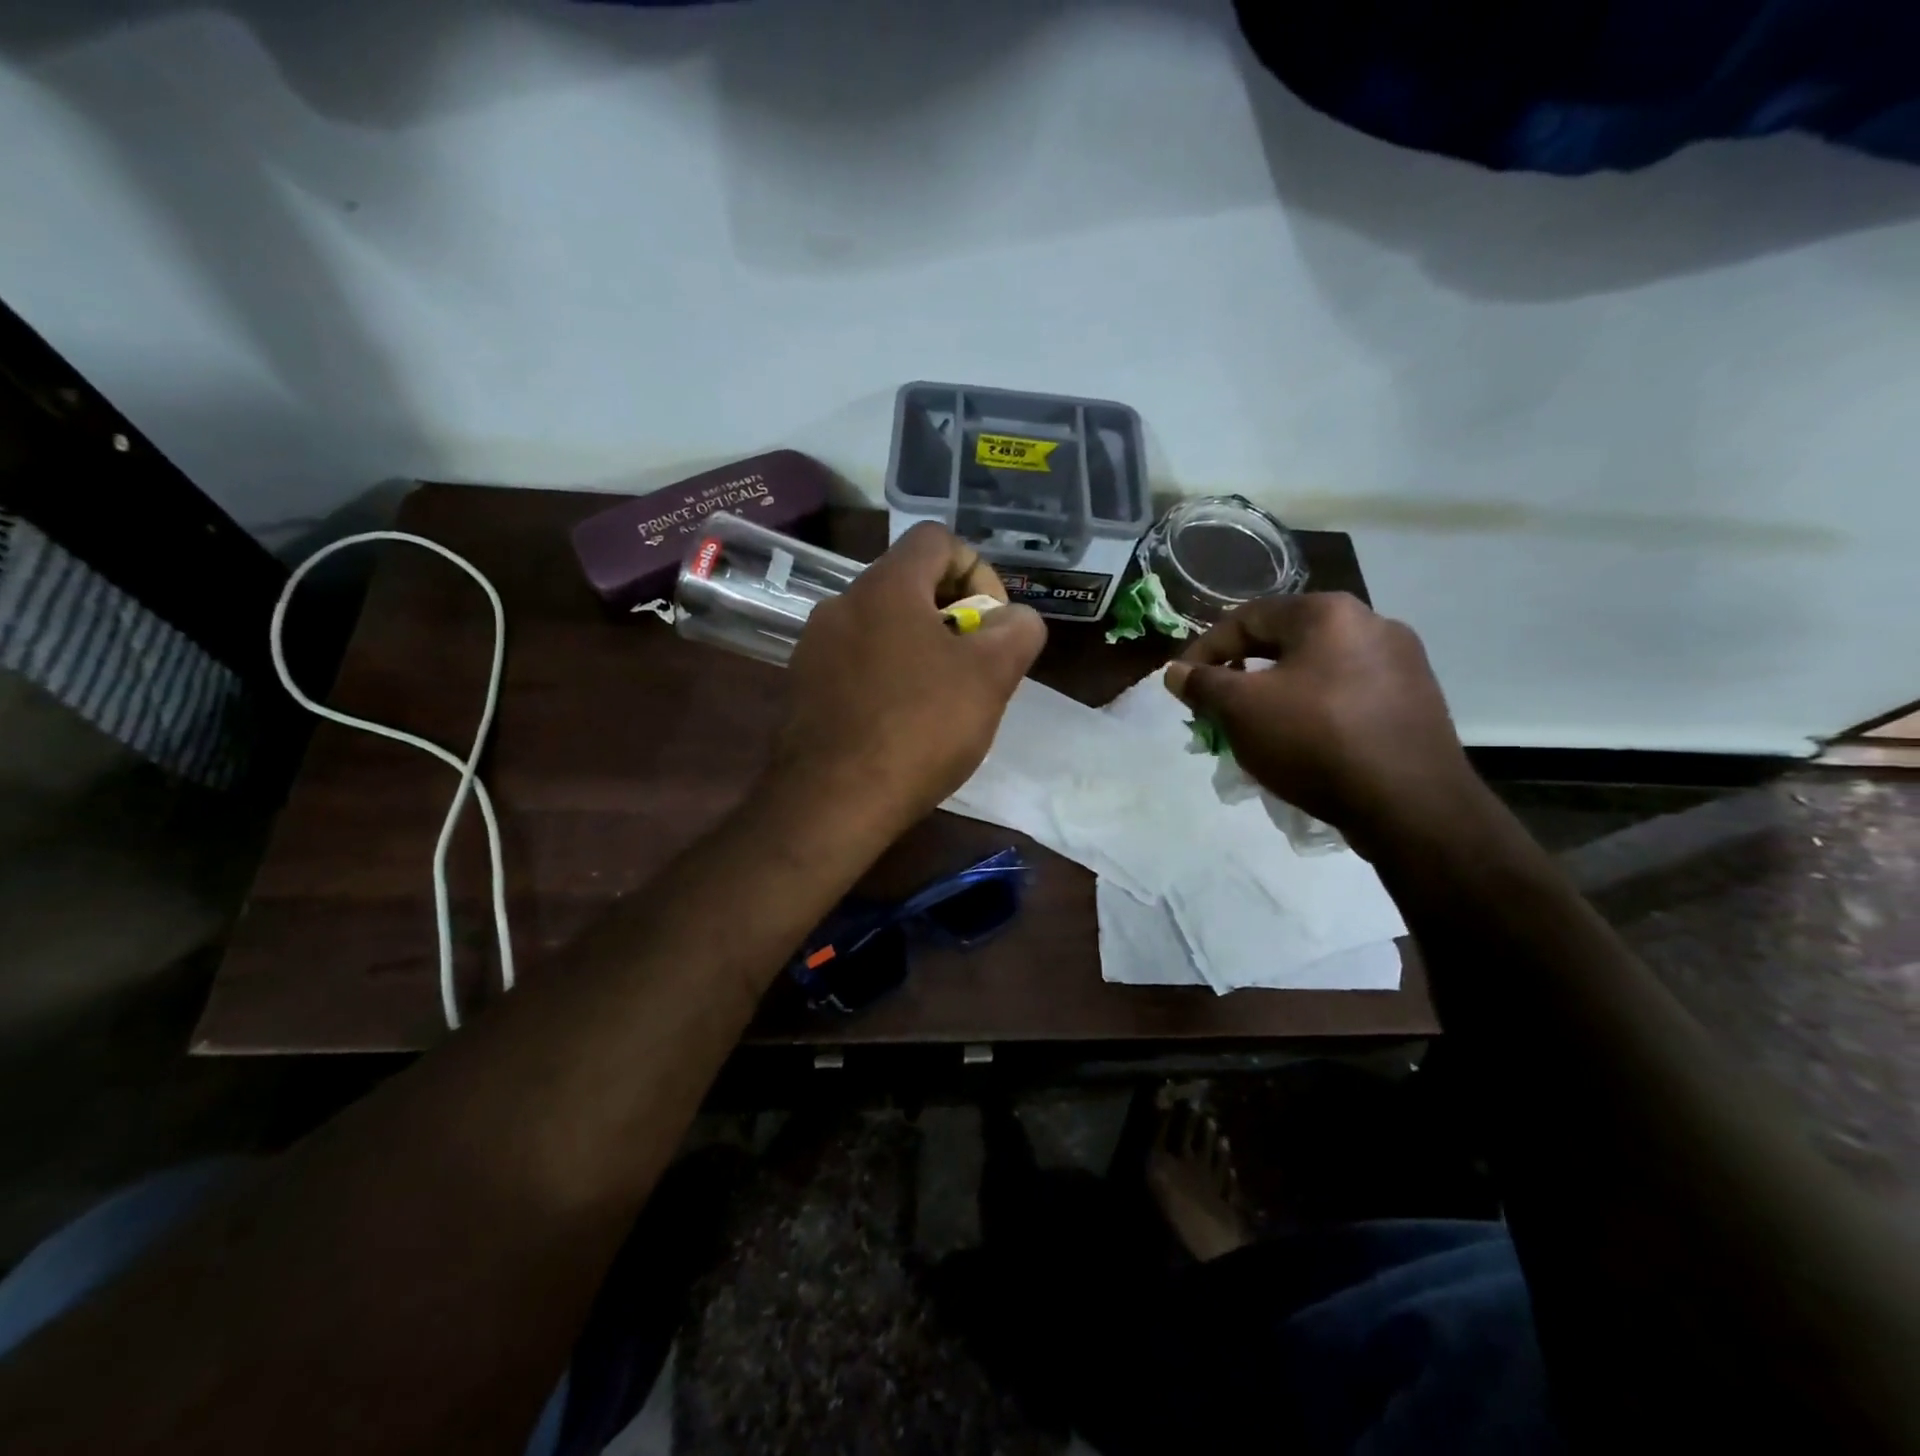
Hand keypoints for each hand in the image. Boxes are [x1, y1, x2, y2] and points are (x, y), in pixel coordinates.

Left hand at [774, 523, 1046, 828]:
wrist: (830, 803)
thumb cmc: (918, 729)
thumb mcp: (990, 676)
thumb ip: (1017, 631)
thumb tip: (1015, 619)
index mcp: (885, 586)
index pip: (937, 539)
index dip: (978, 570)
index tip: (990, 625)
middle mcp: (841, 603)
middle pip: (909, 584)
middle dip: (952, 617)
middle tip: (973, 667)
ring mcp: (813, 647)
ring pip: (881, 627)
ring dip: (919, 649)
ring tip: (940, 701)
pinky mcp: (800, 687)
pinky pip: (855, 663)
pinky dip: (885, 677)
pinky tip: (899, 724)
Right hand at [1163, 593, 1482, 855]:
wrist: (1411, 805)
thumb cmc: (1316, 741)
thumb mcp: (1241, 710)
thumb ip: (1202, 684)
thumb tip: (1175, 672)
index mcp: (1328, 613)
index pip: (1246, 618)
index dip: (1204, 650)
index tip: (1183, 685)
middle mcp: (1372, 623)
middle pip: (1284, 642)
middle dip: (1242, 675)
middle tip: (1216, 708)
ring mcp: (1402, 662)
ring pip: (1316, 670)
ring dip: (1277, 694)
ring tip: (1256, 730)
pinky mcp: (1417, 700)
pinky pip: (1348, 695)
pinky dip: (1315, 711)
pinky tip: (1304, 744)